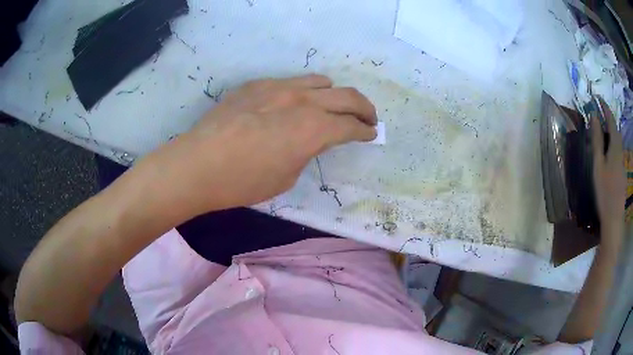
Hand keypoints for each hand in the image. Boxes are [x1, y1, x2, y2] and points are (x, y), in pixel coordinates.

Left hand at [165, 74, 376, 213]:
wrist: (198, 165)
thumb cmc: (243, 182)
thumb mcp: (286, 176)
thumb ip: (306, 151)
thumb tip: (309, 139)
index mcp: (313, 128)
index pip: (351, 125)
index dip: (365, 131)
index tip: (371, 134)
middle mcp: (302, 101)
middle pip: (347, 96)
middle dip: (364, 108)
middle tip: (369, 117)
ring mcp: (278, 87)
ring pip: (319, 81)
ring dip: (334, 95)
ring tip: (333, 106)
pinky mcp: (256, 85)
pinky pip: (290, 82)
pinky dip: (302, 92)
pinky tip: (292, 105)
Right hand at [591, 97, 625, 240]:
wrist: (614, 218)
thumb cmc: (604, 191)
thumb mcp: (598, 164)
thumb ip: (597, 139)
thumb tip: (594, 116)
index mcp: (615, 146)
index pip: (611, 120)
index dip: (605, 107)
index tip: (598, 98)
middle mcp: (621, 151)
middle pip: (616, 130)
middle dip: (608, 120)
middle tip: (599, 115)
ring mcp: (622, 163)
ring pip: (617, 142)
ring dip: (611, 133)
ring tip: (602, 133)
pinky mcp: (622, 173)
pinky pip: (618, 152)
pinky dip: (613, 145)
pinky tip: (608, 153)